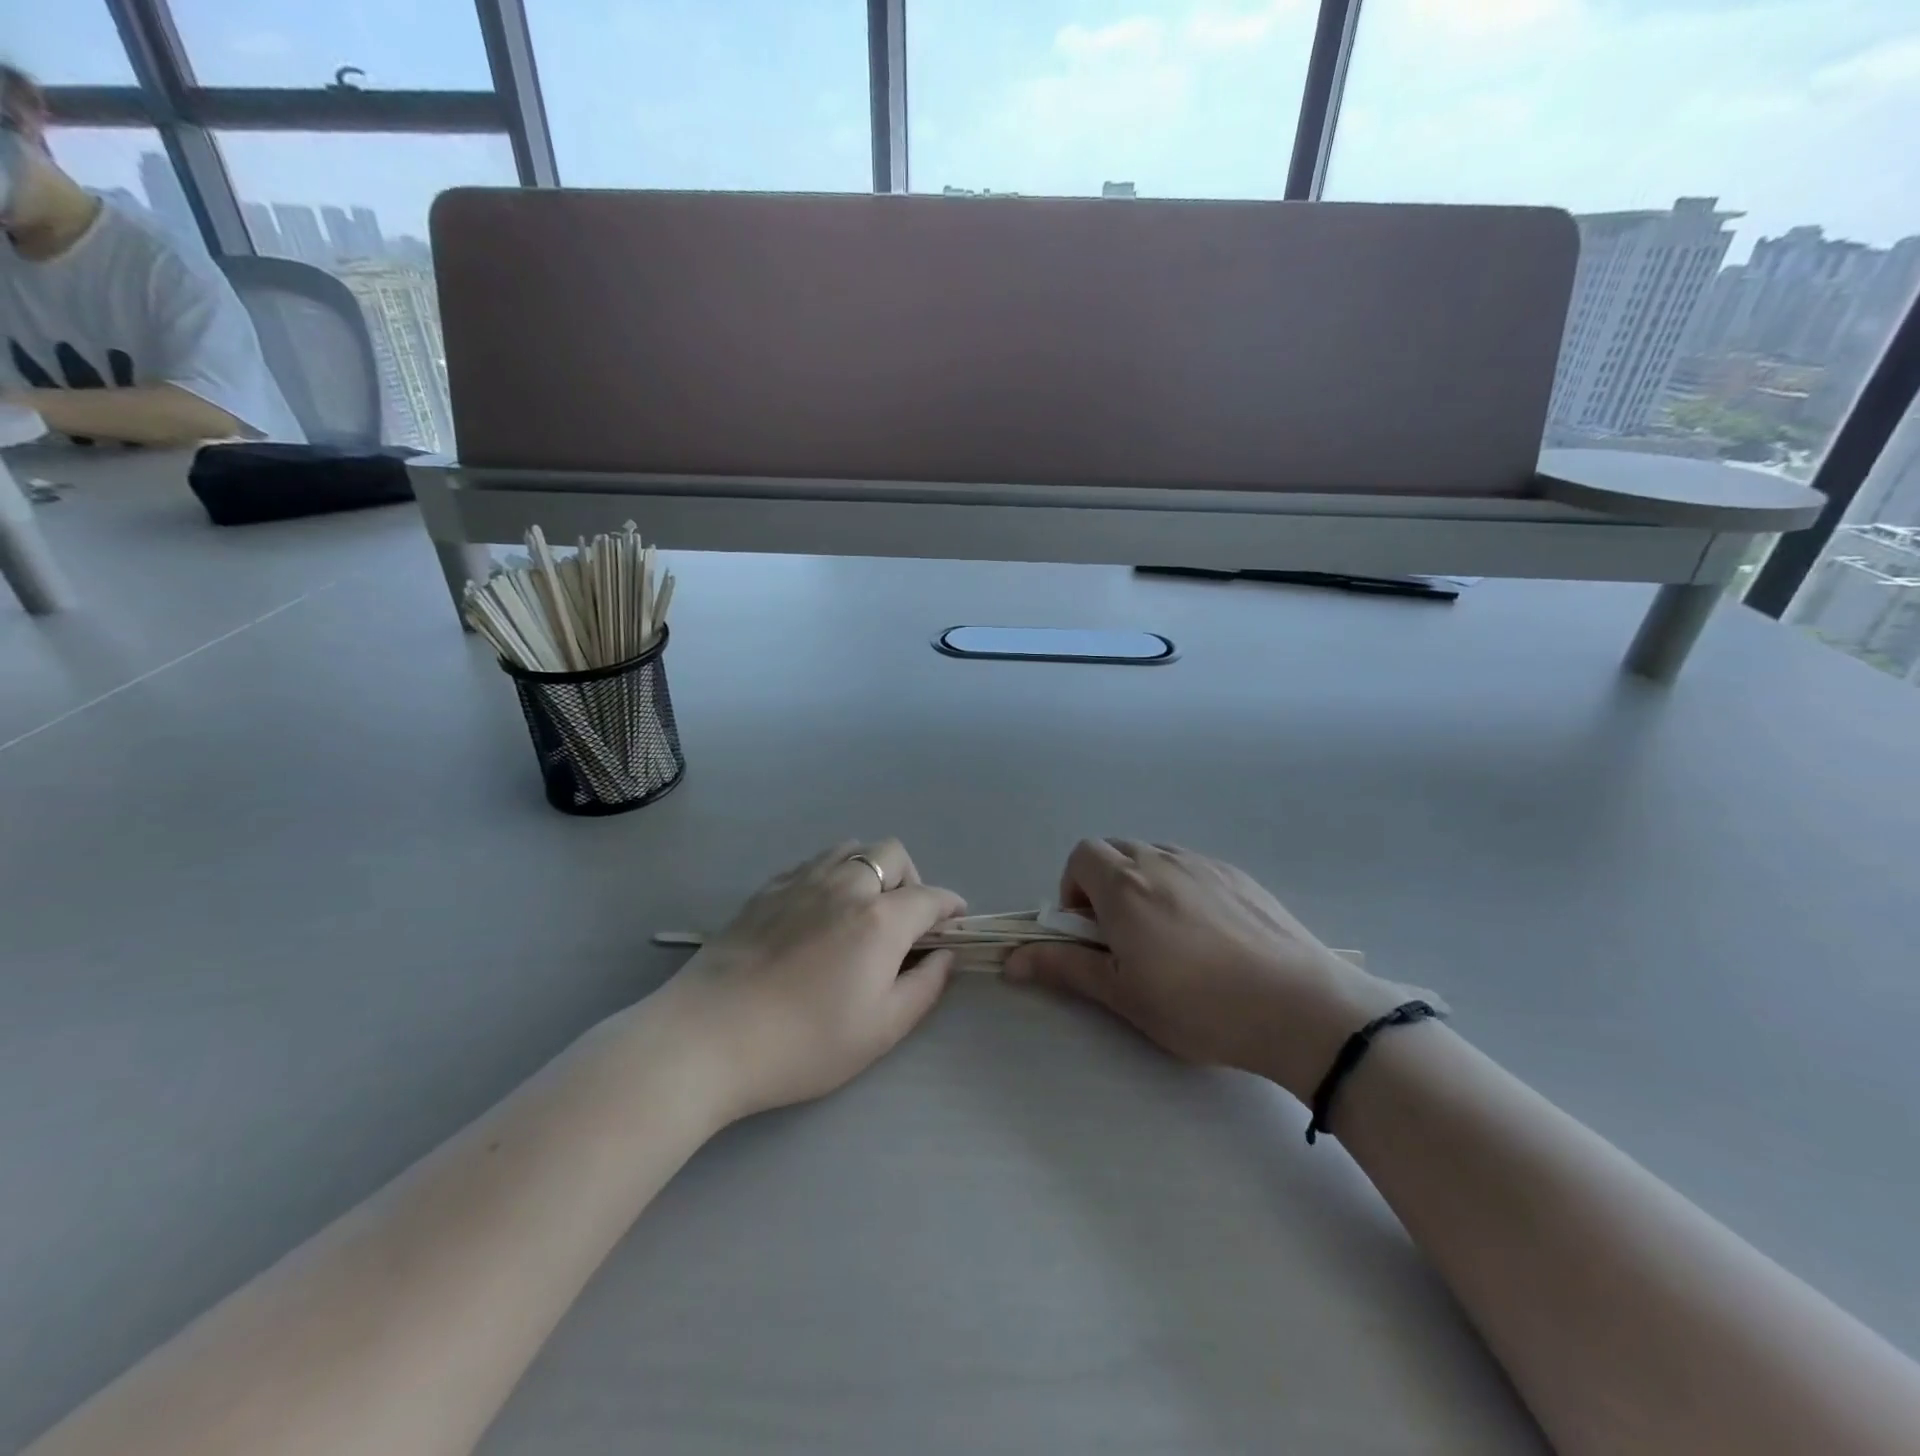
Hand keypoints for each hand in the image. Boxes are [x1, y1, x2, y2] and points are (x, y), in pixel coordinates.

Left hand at [661, 839, 964, 1120]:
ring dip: (870, 870)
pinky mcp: (767, 890)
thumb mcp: (880, 1030)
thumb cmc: (804, 1043)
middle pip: (892, 854)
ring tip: (861, 910)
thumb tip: (945, 955)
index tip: (955, 923)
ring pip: (851, 849)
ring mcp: (801, 881)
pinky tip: (818, 912)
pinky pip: (813, 863)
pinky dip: (832, 875)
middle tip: (903, 921)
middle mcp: (845, 885)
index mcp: (879, 919)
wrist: (709, 1038)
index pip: (930, 896)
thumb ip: (924, 987)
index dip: (951, 907)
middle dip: (911, 880)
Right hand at [1006, 840, 1425, 1100]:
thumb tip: (1011, 960)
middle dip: (1104, 884)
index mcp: (1125, 885)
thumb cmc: (1199, 1005)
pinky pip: (1192, 867)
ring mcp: (1204, 863)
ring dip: (1142, 884)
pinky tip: (1207, 934)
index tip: (1089, 931)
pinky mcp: (1239, 875)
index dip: (1073, 889)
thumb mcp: (1124, 994)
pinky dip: (1180, 887)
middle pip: (1115, 850)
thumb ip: (1065, 967)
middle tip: (1122, 937)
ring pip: (1155, 856)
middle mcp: (1161, 860)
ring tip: (1166, 937)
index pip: (1081, 856)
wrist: (1300, 1005)